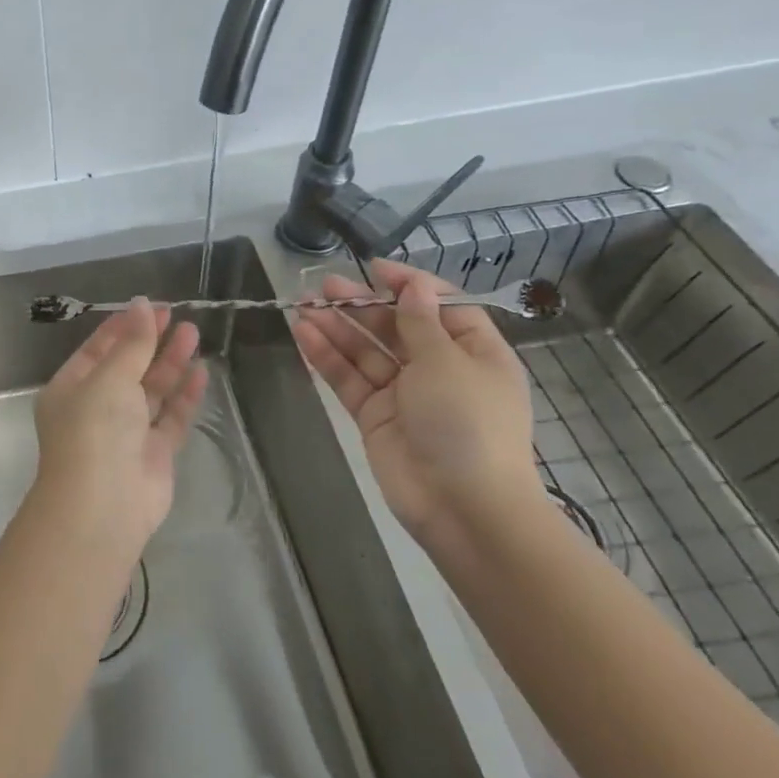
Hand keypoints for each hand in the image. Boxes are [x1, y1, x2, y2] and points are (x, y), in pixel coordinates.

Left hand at [32, 298, 208, 555]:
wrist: (103, 507)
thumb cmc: (95, 431)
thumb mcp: (110, 378)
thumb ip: (132, 343)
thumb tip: (142, 304)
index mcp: (72, 388)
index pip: (97, 349)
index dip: (123, 327)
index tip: (150, 306)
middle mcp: (97, 408)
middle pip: (127, 367)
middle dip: (150, 341)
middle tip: (176, 316)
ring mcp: (126, 432)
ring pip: (151, 390)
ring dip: (170, 363)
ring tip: (193, 333)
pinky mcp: (154, 454)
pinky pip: (171, 417)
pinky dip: (184, 396)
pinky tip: (201, 372)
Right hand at [292, 260, 542, 548]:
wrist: (463, 507)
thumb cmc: (467, 423)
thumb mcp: (448, 362)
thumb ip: (420, 322)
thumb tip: (413, 286)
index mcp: (474, 353)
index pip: (441, 307)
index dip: (409, 285)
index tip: (374, 269)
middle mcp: (440, 369)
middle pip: (396, 327)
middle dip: (362, 305)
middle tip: (325, 286)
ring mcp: (405, 394)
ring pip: (366, 351)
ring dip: (337, 327)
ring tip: (304, 305)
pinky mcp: (376, 416)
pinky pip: (349, 378)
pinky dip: (327, 357)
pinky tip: (304, 334)